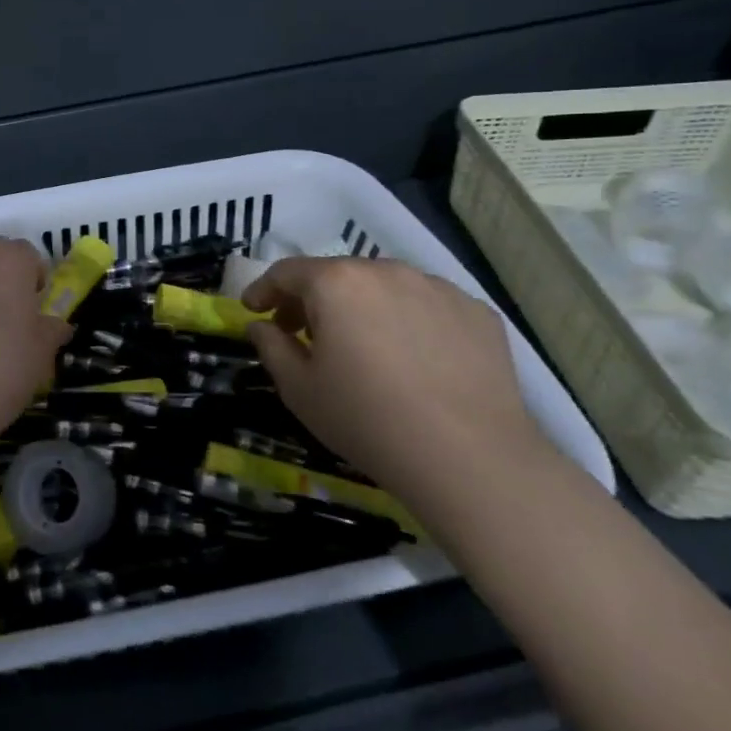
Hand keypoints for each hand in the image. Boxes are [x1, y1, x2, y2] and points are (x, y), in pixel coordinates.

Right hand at [243, 258, 543, 499]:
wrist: (471, 459)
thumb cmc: (367, 420)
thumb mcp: (299, 389)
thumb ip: (271, 347)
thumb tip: (260, 326)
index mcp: (336, 282)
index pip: (286, 272)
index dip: (263, 290)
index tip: (253, 310)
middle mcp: (386, 270)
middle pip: (337, 275)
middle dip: (312, 300)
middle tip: (303, 334)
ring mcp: (437, 288)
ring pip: (384, 287)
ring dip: (362, 307)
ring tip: (361, 347)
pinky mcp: (477, 312)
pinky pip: (428, 306)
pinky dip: (409, 321)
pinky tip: (412, 360)